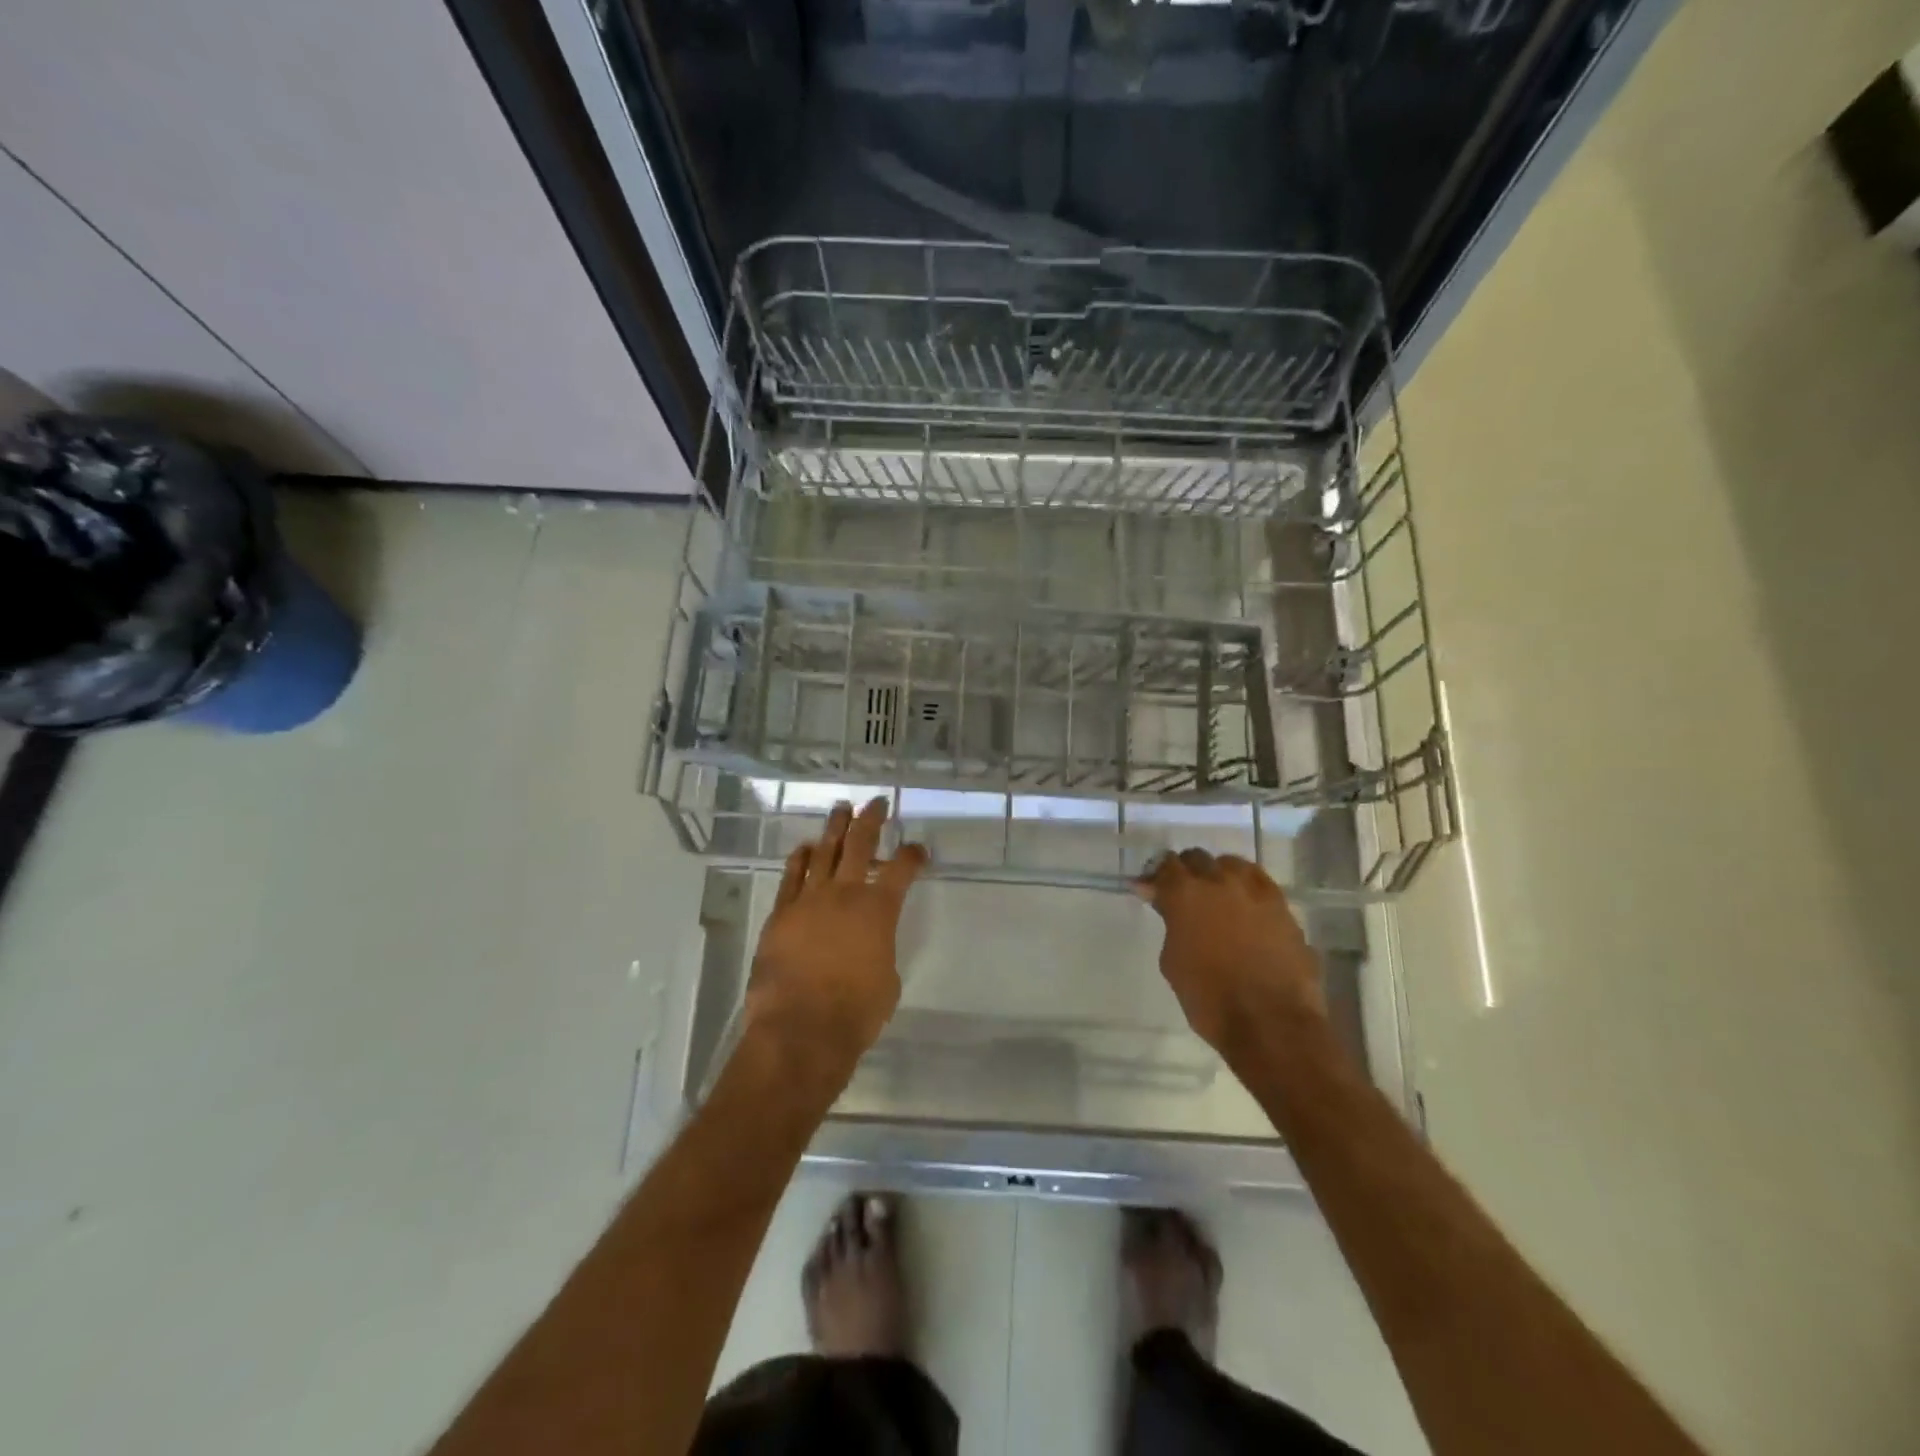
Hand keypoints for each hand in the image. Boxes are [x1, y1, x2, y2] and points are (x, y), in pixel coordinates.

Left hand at [745, 798, 927, 1079]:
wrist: (801, 1028)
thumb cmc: (856, 1011)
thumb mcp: (887, 979)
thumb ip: (882, 948)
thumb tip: (870, 942)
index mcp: (879, 909)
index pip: (902, 869)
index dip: (913, 855)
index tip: (918, 849)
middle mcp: (845, 893)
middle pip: (860, 843)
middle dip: (871, 819)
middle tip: (876, 802)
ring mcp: (809, 899)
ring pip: (823, 851)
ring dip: (834, 828)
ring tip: (841, 810)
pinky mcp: (781, 913)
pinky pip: (791, 876)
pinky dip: (799, 858)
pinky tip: (804, 847)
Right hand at [1135, 849, 1326, 1056]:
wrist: (1270, 1023)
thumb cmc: (1209, 998)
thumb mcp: (1172, 961)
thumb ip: (1169, 923)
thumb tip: (1164, 903)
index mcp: (1185, 894)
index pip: (1165, 866)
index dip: (1156, 875)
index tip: (1150, 889)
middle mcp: (1219, 881)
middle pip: (1197, 859)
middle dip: (1185, 871)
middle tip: (1180, 891)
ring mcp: (1255, 891)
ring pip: (1231, 864)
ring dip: (1217, 874)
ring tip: (1215, 894)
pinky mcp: (1282, 905)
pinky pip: (1259, 881)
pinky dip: (1246, 885)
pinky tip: (1244, 902)